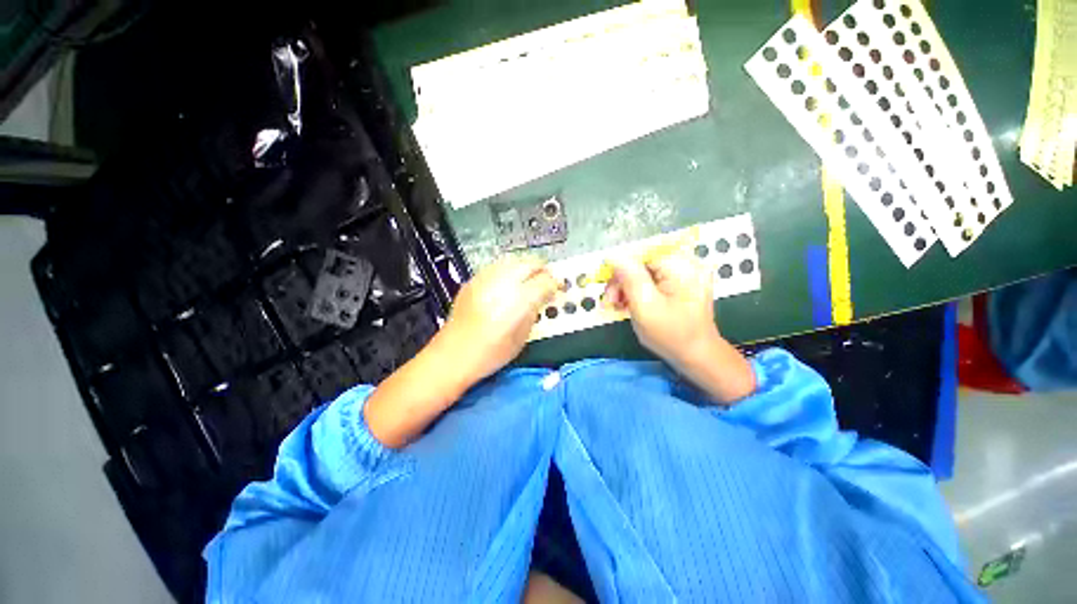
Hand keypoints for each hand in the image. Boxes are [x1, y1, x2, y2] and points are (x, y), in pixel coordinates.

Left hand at [435, 256, 558, 381]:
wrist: (453, 355)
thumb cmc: (490, 354)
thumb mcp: (522, 337)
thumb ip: (534, 312)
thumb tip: (542, 298)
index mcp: (517, 302)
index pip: (544, 281)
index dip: (555, 284)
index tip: (557, 288)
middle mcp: (501, 284)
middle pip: (530, 264)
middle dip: (543, 270)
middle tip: (547, 281)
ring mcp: (484, 280)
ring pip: (513, 260)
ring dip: (526, 267)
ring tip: (530, 279)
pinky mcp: (472, 281)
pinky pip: (496, 266)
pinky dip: (508, 270)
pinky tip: (509, 282)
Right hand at [602, 252, 718, 366]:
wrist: (696, 355)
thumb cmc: (671, 335)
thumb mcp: (646, 307)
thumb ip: (630, 278)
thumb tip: (613, 255)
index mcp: (681, 265)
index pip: (641, 252)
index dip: (620, 267)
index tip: (609, 288)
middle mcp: (684, 262)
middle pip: (641, 260)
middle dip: (622, 279)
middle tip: (611, 300)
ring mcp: (683, 272)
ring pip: (643, 270)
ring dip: (626, 286)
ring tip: (619, 304)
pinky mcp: (679, 281)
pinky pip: (650, 278)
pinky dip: (637, 289)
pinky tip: (629, 302)